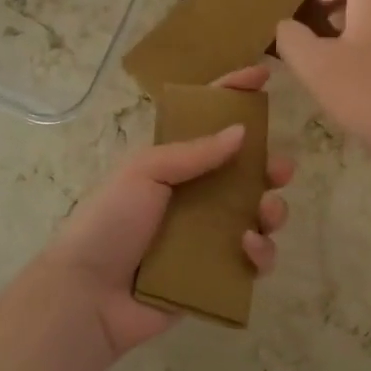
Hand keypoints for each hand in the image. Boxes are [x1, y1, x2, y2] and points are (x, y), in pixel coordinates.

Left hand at [25, 65, 294, 365]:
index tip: (263, 75)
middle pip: (245, 172)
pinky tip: (248, 248)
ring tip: (266, 212)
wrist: (88, 295)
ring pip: (258, 215)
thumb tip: (241, 131)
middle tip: (281, 169)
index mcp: (175, 165)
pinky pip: (254, 259)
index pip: (208, 122)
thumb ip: (193, 152)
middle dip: (270, 165)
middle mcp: (195, 196)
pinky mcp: (217, 273)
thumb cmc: (109, 222)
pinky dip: (261, 252)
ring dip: (272, 209)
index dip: (234, 94)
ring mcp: (208, 236)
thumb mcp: (144, 172)